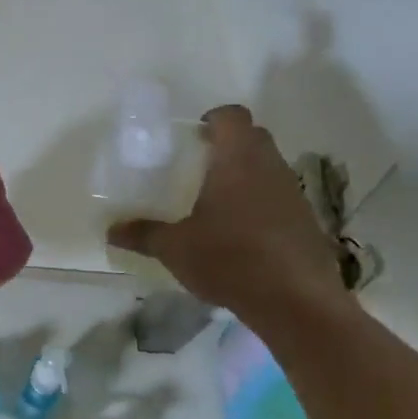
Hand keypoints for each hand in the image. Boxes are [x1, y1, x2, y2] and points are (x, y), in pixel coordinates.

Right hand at [108, 106, 353, 320]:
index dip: (214, 118)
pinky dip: (262, 203)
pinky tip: (242, 233)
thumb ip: (143, 234)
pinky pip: (280, 198)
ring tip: (218, 201)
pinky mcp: (307, 221)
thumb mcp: (175, 248)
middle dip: (229, 144)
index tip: (195, 134)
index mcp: (238, 160)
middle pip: (254, 137)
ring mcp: (294, 194)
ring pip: (269, 168)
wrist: (295, 302)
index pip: (232, 116)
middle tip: (200, 164)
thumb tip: (110, 231)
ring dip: (247, 174)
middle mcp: (270, 167)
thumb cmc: (230, 259)